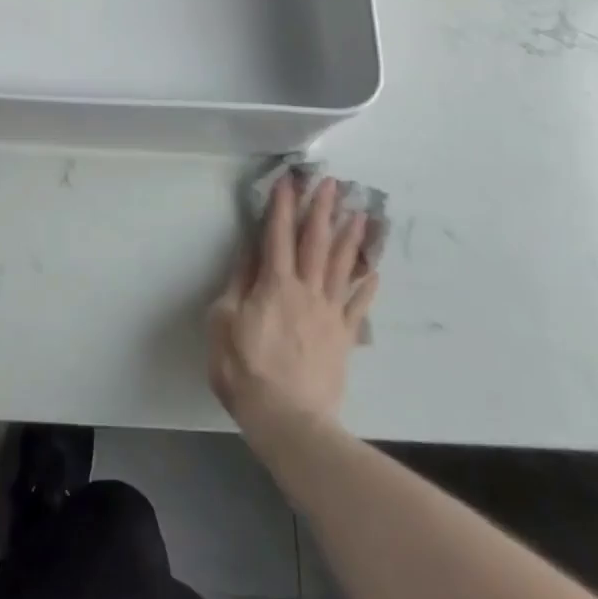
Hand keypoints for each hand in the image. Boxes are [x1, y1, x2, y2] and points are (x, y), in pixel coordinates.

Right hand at [208, 174, 377, 442]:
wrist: (287, 419)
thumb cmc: (245, 368)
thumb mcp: (223, 321)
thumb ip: (238, 283)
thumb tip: (250, 251)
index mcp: (274, 284)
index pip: (278, 234)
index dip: (282, 205)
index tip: (288, 179)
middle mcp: (306, 290)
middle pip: (315, 242)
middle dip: (321, 209)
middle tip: (331, 182)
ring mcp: (329, 314)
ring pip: (341, 267)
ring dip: (349, 238)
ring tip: (359, 213)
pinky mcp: (343, 338)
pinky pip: (358, 308)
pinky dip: (367, 288)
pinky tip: (374, 272)